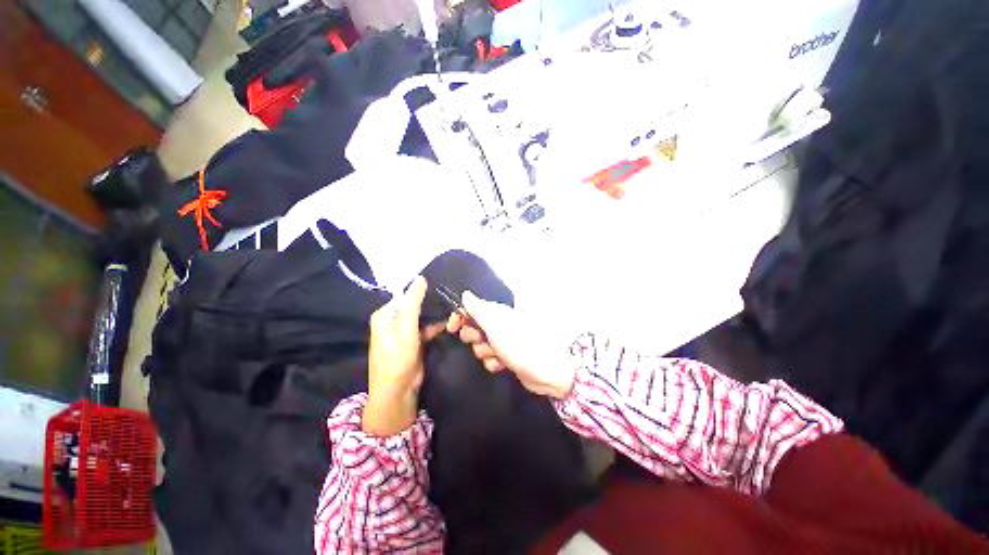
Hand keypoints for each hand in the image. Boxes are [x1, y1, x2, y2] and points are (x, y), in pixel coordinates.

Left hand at [363, 276, 444, 436]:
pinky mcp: (413, 342)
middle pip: (414, 305)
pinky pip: (426, 328)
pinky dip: (436, 326)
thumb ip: (413, 303)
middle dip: (430, 302)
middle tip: (451, 296)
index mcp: (385, 314)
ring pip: (422, 316)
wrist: (397, 392)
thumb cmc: (398, 357)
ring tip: (454, 306)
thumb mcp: (406, 328)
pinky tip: (451, 322)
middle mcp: (393, 321)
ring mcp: (404, 332)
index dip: (422, 290)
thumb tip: (420, 278)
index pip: (405, 295)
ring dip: (435, 314)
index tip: (441, 285)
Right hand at [446, 292, 574, 398]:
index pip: (471, 309)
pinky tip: (503, 365)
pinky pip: (490, 359)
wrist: (545, 370)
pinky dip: (494, 363)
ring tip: (498, 355)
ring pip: (480, 347)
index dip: (460, 317)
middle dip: (474, 337)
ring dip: (485, 353)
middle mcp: (498, 324)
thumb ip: (478, 309)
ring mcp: (503, 341)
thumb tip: (465, 294)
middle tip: (484, 340)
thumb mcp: (495, 324)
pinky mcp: (506, 357)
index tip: (451, 328)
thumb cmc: (518, 343)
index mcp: (496, 312)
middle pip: (473, 328)